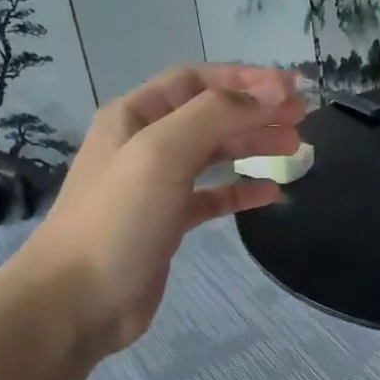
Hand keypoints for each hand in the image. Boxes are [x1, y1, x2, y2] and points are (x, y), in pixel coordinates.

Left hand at [22, 63, 305, 352]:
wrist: (77, 301)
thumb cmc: (118, 218)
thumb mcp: (163, 152)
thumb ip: (217, 114)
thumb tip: (272, 91)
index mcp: (136, 115)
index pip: (198, 80)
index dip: (246, 79)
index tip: (292, 88)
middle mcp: (146, 142)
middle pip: (211, 114)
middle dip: (257, 111)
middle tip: (302, 118)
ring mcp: (157, 184)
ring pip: (215, 153)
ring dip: (254, 145)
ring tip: (295, 148)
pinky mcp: (168, 221)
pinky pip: (213, 196)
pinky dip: (241, 191)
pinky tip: (271, 193)